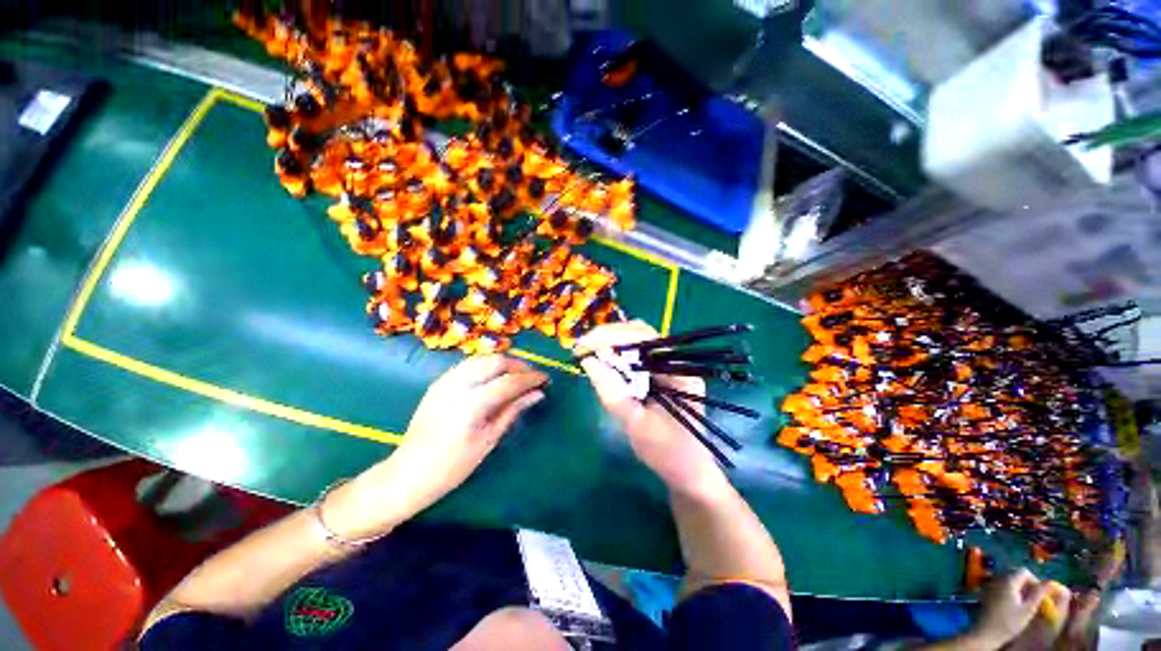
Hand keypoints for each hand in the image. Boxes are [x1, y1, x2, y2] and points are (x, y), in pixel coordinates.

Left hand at [326, 355, 546, 538]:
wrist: (408, 473)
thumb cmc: (453, 465)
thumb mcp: (489, 439)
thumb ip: (513, 410)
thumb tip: (537, 394)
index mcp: (473, 403)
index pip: (510, 381)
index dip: (531, 378)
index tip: (546, 379)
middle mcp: (459, 384)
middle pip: (496, 361)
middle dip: (518, 365)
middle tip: (532, 377)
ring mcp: (446, 381)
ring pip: (482, 359)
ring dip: (503, 363)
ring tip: (516, 376)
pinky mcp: (439, 382)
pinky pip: (468, 365)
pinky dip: (486, 366)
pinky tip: (493, 378)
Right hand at [576, 321, 725, 495]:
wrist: (688, 473)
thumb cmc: (666, 453)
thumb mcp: (635, 424)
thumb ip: (612, 391)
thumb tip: (588, 361)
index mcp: (679, 372)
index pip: (645, 339)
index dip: (612, 337)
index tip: (583, 344)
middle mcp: (677, 362)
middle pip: (641, 334)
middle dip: (609, 337)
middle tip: (581, 346)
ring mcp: (671, 366)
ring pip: (638, 342)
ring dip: (612, 343)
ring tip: (588, 350)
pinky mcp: (662, 373)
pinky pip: (638, 355)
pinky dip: (618, 354)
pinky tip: (604, 359)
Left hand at [969, 570, 1067, 648]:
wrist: (986, 632)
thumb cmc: (1009, 622)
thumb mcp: (1028, 609)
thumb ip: (1039, 594)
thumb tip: (1050, 582)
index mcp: (1008, 580)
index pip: (1024, 571)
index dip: (1034, 580)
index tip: (1039, 594)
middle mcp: (997, 579)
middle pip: (1015, 574)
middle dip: (1026, 585)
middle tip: (1032, 599)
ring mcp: (990, 584)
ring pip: (1008, 580)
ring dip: (1018, 588)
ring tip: (1024, 603)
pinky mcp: (986, 592)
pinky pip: (1000, 586)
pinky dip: (1009, 591)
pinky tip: (1012, 605)